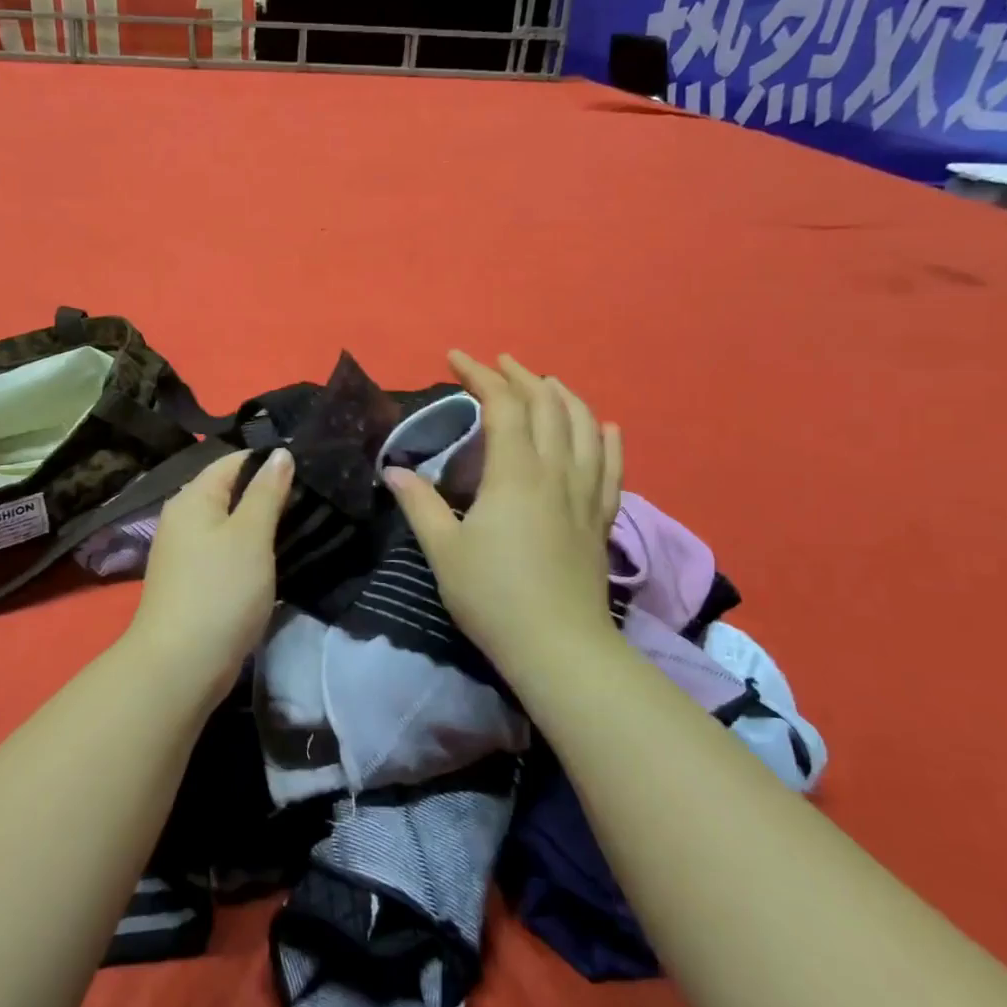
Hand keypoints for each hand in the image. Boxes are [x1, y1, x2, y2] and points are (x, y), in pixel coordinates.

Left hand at [125, 447, 294, 684]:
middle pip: (231, 492)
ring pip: (231, 525)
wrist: (181, 665)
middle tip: (315, 501)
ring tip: (304, 526)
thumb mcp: (251, 535)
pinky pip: (227, 553)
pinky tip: (276, 560)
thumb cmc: (220, 590)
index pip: (234, 461)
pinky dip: (251, 552)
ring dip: (262, 526)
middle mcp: (183, 518)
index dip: (270, 461)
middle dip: (269, 494)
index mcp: (193, 498)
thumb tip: (280, 453)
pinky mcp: (193, 582)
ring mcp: (185, 552)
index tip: (310, 470)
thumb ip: (267, 491)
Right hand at [384, 352, 622, 662]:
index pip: (502, 405)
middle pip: (547, 405)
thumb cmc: (493, 597)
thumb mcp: (444, 550)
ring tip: (545, 383)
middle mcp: (556, 472)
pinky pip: (612, 466)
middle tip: (496, 364)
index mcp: (515, 474)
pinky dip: (606, 438)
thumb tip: (394, 470)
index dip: (480, 374)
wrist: (558, 648)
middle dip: (520, 375)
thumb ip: (419, 503)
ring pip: (585, 426)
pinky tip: (603, 427)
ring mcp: (585, 494)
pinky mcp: (601, 518)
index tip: (455, 358)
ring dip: (563, 396)